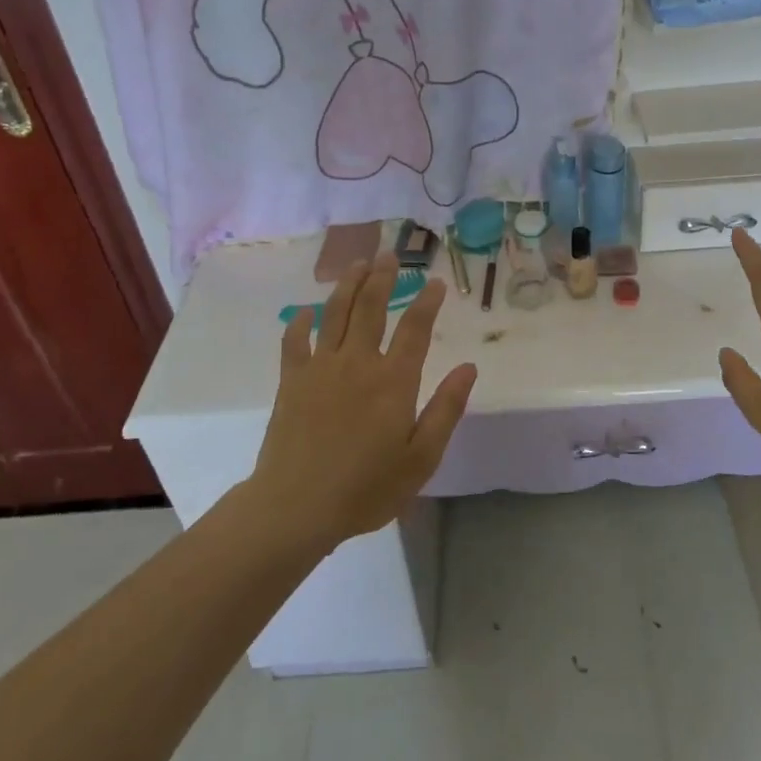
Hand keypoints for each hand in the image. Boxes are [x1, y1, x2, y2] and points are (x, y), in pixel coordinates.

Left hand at [250, 254, 476, 548]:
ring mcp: (321, 368)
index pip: (415, 328)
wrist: (296, 506)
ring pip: (335, 313)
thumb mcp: (421, 458)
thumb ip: (446, 409)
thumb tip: (468, 367)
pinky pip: (294, 340)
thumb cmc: (366, 488)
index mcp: (393, 381)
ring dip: (348, 285)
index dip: (427, 302)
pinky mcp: (291, 380)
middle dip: (383, 277)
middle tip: (390, 254)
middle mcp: (358, 362)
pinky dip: (300, 322)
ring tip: (358, 263)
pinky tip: (306, 311)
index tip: (435, 282)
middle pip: (371, 307)